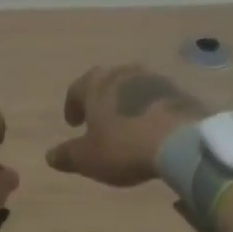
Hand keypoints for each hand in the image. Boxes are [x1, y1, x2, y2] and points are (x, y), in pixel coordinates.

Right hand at [46, 65, 208, 186]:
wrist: (182, 141)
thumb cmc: (124, 146)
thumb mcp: (88, 158)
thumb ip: (67, 155)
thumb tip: (50, 156)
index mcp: (96, 84)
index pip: (76, 90)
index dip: (72, 107)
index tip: (73, 124)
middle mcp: (122, 73)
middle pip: (105, 84)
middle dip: (100, 101)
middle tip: (98, 120)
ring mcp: (153, 79)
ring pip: (132, 89)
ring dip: (126, 104)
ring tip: (126, 125)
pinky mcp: (179, 91)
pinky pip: (156, 99)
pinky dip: (149, 110)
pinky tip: (151, 128)